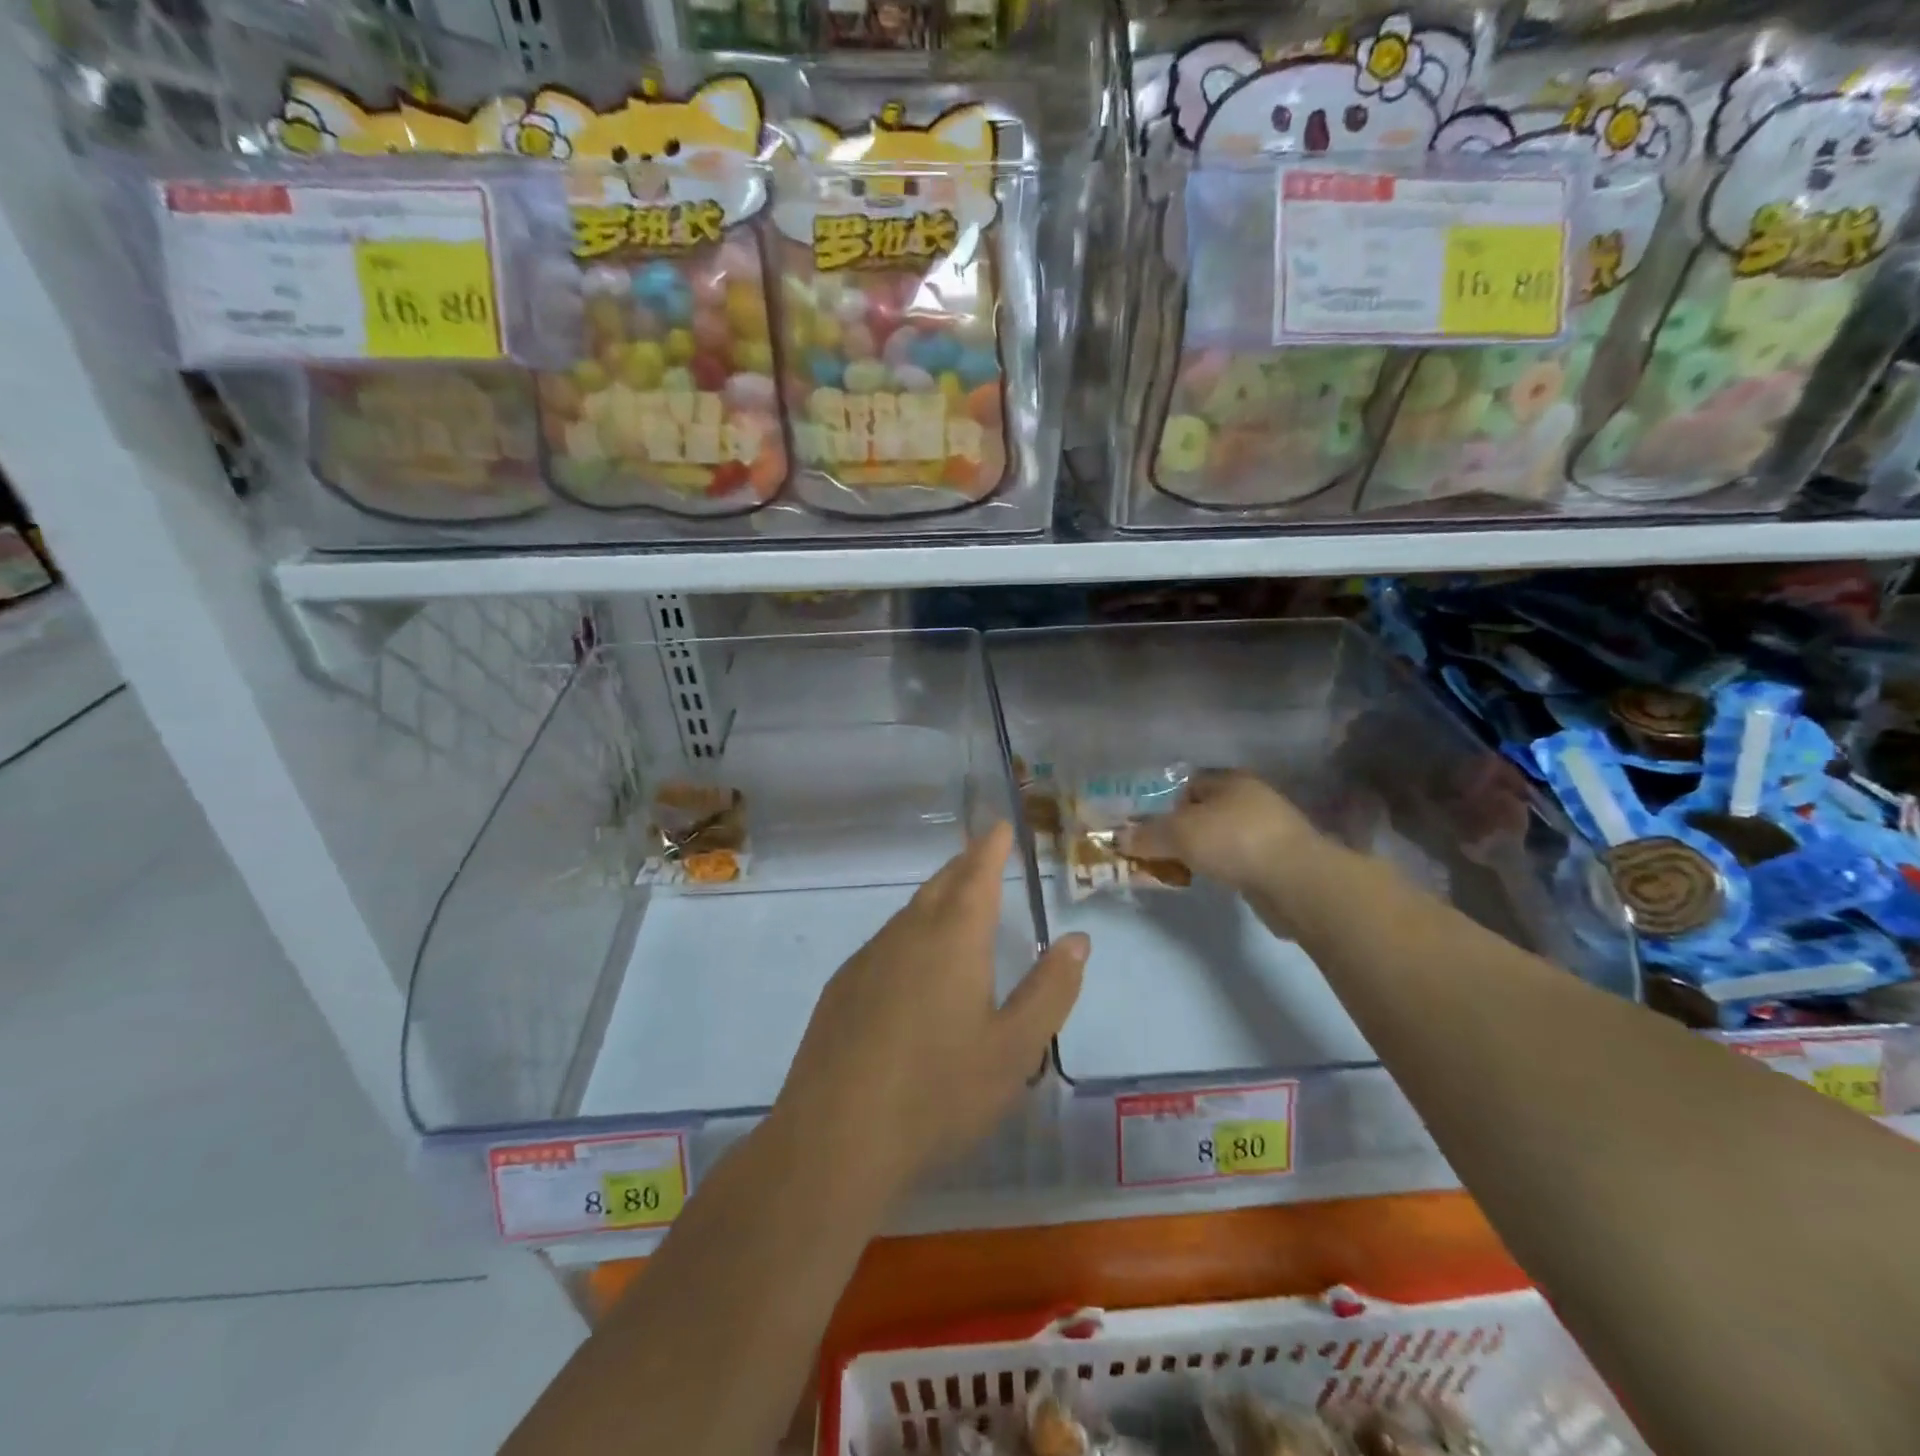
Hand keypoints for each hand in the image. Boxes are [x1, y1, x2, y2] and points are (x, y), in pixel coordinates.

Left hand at [771, 822, 1087, 1204]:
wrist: (835, 1137)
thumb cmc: (938, 1092)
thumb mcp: (1014, 1049)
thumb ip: (1050, 989)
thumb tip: (1078, 939)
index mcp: (953, 939)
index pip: (977, 874)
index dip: (991, 847)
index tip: (1000, 826)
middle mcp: (907, 934)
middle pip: (941, 885)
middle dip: (965, 866)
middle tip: (983, 857)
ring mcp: (867, 958)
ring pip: (910, 913)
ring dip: (937, 899)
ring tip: (955, 904)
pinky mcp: (842, 987)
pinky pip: (886, 942)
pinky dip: (910, 933)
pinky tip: (912, 966)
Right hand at [1115, 769, 1319, 896]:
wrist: (1296, 882)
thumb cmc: (1234, 841)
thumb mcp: (1179, 833)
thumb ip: (1147, 835)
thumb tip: (1118, 838)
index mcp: (1230, 780)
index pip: (1187, 785)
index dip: (1162, 804)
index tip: (1145, 828)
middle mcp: (1250, 799)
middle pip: (1203, 812)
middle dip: (1179, 831)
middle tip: (1156, 851)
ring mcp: (1268, 830)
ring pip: (1219, 837)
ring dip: (1200, 851)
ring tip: (1177, 869)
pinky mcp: (1277, 861)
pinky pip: (1235, 860)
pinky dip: (1220, 868)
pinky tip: (1208, 881)